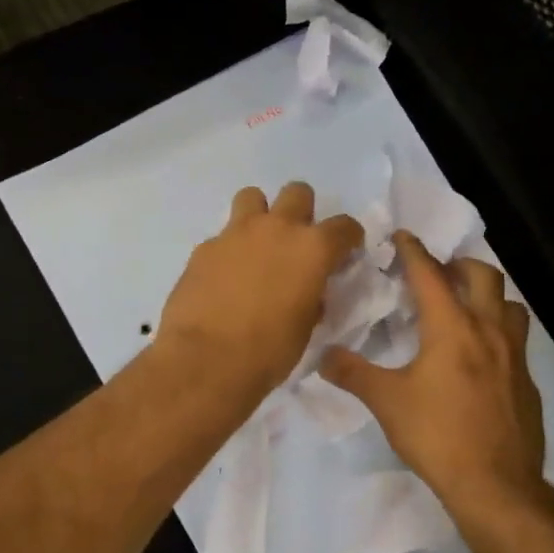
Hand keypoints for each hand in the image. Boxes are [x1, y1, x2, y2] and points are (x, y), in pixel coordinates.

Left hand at [159, 183, 363, 402]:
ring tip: (257, 245)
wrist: (205, 360)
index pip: (344, 226)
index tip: (345, 251)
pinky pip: (223, 236)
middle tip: (297, 241)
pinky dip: (229, 249)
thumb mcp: (305, 328)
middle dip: (302, 211)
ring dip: (260, 215)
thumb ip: (312, 299)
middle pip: (298, 193)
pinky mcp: (204, 247)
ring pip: (252, 197)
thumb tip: (308, 293)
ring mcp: (236, 233)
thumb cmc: (268, 351)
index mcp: (312, 249)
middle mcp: (277, 229)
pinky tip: (224, 277)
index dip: (349, 238)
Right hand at [321, 232, 546, 518]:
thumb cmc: (438, 436)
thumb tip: (322, 356)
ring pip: (509, 305)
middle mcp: (489, 331)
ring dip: (487, 295)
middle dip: (459, 265)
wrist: (496, 485)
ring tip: (465, 307)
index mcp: (452, 328)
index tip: (402, 235)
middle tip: (438, 272)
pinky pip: (517, 339)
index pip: (430, 275)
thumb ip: (353, 373)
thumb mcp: (386, 403)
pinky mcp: (527, 381)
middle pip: (483, 276)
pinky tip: (482, 357)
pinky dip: (498, 331)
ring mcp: (515, 356)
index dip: (414, 251)